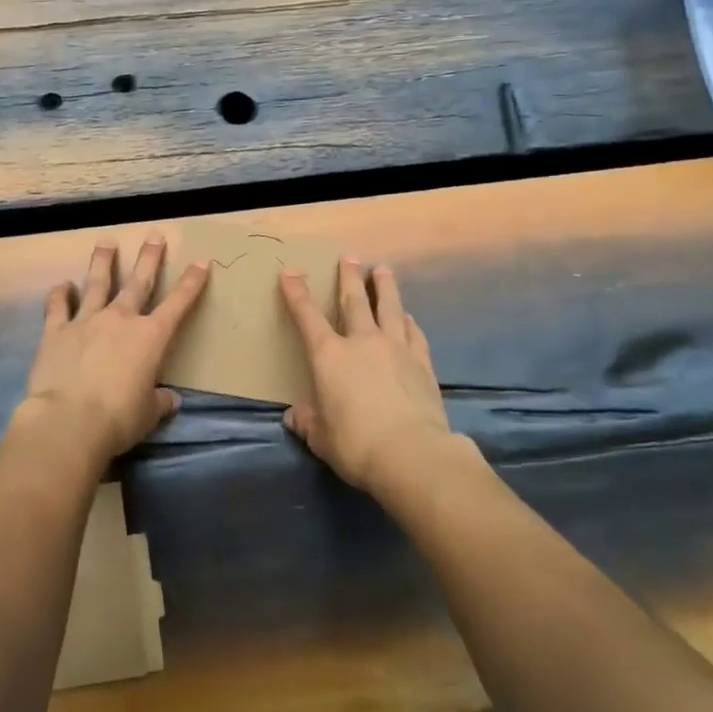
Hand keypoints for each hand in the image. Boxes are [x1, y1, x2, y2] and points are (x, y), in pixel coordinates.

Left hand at [19, 237, 209, 464]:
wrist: (69, 420)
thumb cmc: (118, 419)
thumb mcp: (148, 414)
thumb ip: (159, 402)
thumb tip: (169, 399)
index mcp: (150, 337)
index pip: (178, 304)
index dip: (192, 282)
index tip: (202, 261)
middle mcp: (120, 319)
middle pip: (138, 282)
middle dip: (149, 258)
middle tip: (155, 236)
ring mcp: (86, 321)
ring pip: (97, 283)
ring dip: (103, 262)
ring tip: (106, 242)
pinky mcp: (56, 331)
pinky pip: (58, 306)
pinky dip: (60, 294)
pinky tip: (62, 285)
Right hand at [279, 259, 451, 494]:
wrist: (412, 454)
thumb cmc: (356, 445)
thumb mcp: (322, 438)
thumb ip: (308, 422)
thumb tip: (295, 416)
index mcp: (330, 356)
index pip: (307, 317)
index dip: (296, 293)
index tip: (290, 271)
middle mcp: (362, 343)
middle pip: (354, 301)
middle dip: (349, 277)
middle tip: (349, 256)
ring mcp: (396, 349)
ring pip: (390, 308)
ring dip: (385, 287)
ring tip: (384, 270)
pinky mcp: (422, 364)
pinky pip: (414, 334)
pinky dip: (409, 322)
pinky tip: (409, 317)